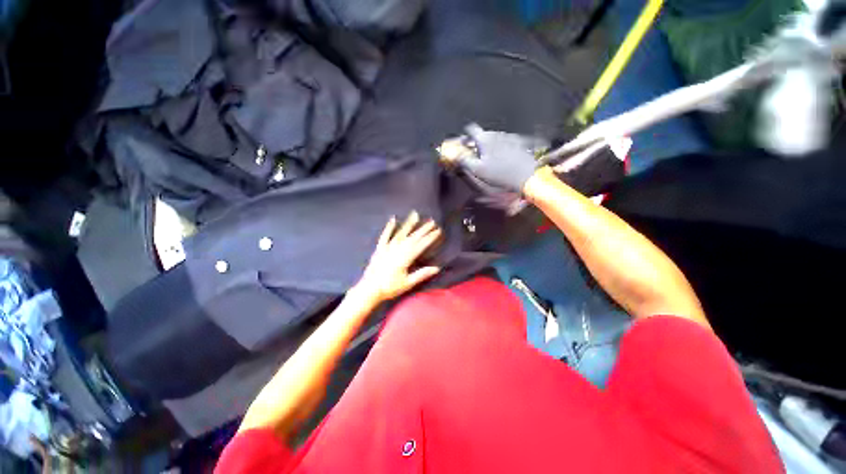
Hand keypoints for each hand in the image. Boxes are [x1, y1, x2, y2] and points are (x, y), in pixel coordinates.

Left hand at [355, 212, 441, 302]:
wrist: (369, 289)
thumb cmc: (390, 287)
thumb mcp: (408, 283)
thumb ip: (422, 274)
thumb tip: (437, 268)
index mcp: (406, 258)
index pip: (421, 245)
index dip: (430, 237)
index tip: (438, 230)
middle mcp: (398, 249)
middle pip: (413, 237)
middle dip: (423, 229)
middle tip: (432, 221)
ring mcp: (388, 247)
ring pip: (401, 233)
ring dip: (409, 224)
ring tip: (415, 214)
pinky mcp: (379, 248)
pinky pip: (385, 236)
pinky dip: (389, 227)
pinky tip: (393, 219)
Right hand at [458, 123, 546, 192]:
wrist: (527, 175)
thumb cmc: (500, 173)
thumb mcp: (477, 170)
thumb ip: (464, 161)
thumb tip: (456, 156)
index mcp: (484, 138)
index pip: (471, 129)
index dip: (465, 135)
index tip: (464, 144)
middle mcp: (496, 133)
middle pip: (482, 134)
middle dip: (477, 143)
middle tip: (475, 155)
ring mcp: (509, 136)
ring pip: (494, 138)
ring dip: (489, 146)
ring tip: (489, 159)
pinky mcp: (519, 142)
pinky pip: (505, 142)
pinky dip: (500, 148)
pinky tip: (502, 160)